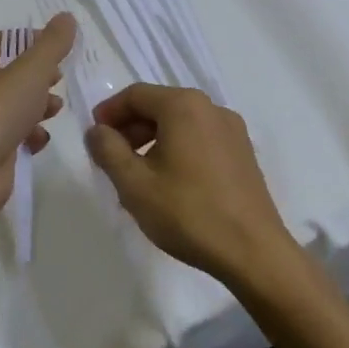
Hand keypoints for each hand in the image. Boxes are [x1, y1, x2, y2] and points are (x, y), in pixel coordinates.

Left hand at [0, 14, 74, 218]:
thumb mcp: (32, 69)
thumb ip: (52, 44)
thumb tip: (66, 17)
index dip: (24, 40)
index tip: (52, 45)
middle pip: (8, 75)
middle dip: (36, 76)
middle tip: (58, 77)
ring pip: (13, 107)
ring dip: (37, 106)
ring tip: (56, 108)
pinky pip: (14, 137)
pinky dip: (30, 136)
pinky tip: (41, 138)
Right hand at [85, 84, 296, 287]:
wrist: (254, 253)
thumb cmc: (188, 213)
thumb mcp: (134, 184)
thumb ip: (108, 150)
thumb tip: (96, 130)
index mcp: (183, 106)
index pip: (135, 94)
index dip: (109, 112)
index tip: (94, 136)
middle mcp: (211, 108)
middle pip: (159, 106)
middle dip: (130, 127)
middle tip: (111, 157)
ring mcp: (232, 130)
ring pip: (180, 124)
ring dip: (152, 140)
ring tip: (137, 175)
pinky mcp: (243, 154)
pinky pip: (200, 139)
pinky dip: (177, 149)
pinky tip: (169, 183)